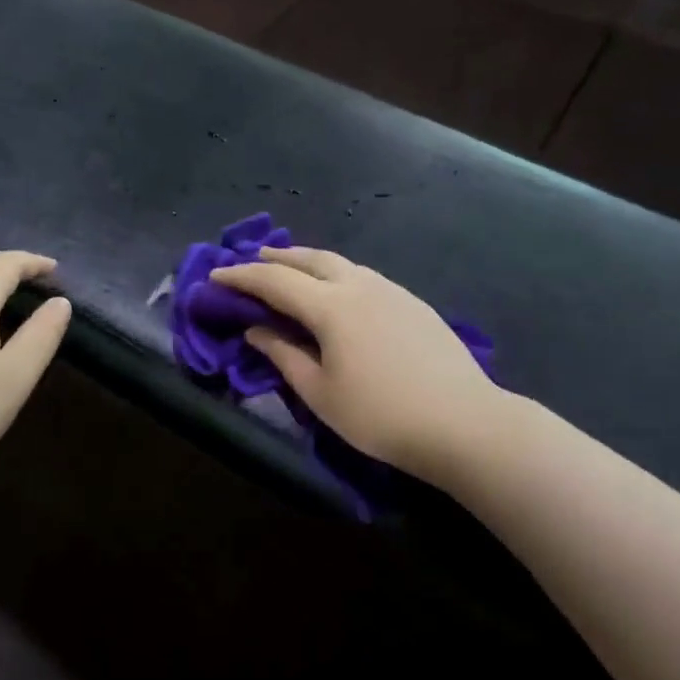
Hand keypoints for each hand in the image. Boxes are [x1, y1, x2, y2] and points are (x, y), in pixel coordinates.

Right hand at [211, 246, 504, 485]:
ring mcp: (391, 290)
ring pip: (341, 263)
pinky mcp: (413, 302)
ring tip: (291, 268)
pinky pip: (363, 275)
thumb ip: (284, 355)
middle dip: (276, 257)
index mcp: (331, 306)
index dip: (241, 277)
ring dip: (308, 261)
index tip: (215, 277)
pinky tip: (338, 291)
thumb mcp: (320, 393)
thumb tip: (255, 331)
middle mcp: (359, 285)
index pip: (274, 281)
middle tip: (252, 259)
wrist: (464, 422)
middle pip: (310, 259)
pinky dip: (337, 274)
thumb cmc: (381, 415)